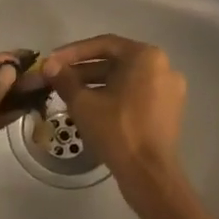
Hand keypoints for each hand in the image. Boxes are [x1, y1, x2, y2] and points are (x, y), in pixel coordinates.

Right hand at [41, 36, 186, 188]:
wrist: (149, 174)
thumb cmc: (117, 130)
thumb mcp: (84, 103)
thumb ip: (65, 79)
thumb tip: (49, 66)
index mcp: (146, 57)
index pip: (103, 45)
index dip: (73, 52)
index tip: (52, 62)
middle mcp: (163, 67)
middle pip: (115, 61)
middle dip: (83, 69)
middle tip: (57, 78)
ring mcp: (169, 89)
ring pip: (125, 79)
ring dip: (96, 84)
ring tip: (68, 94)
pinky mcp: (168, 110)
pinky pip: (136, 94)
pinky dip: (114, 96)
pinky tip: (91, 108)